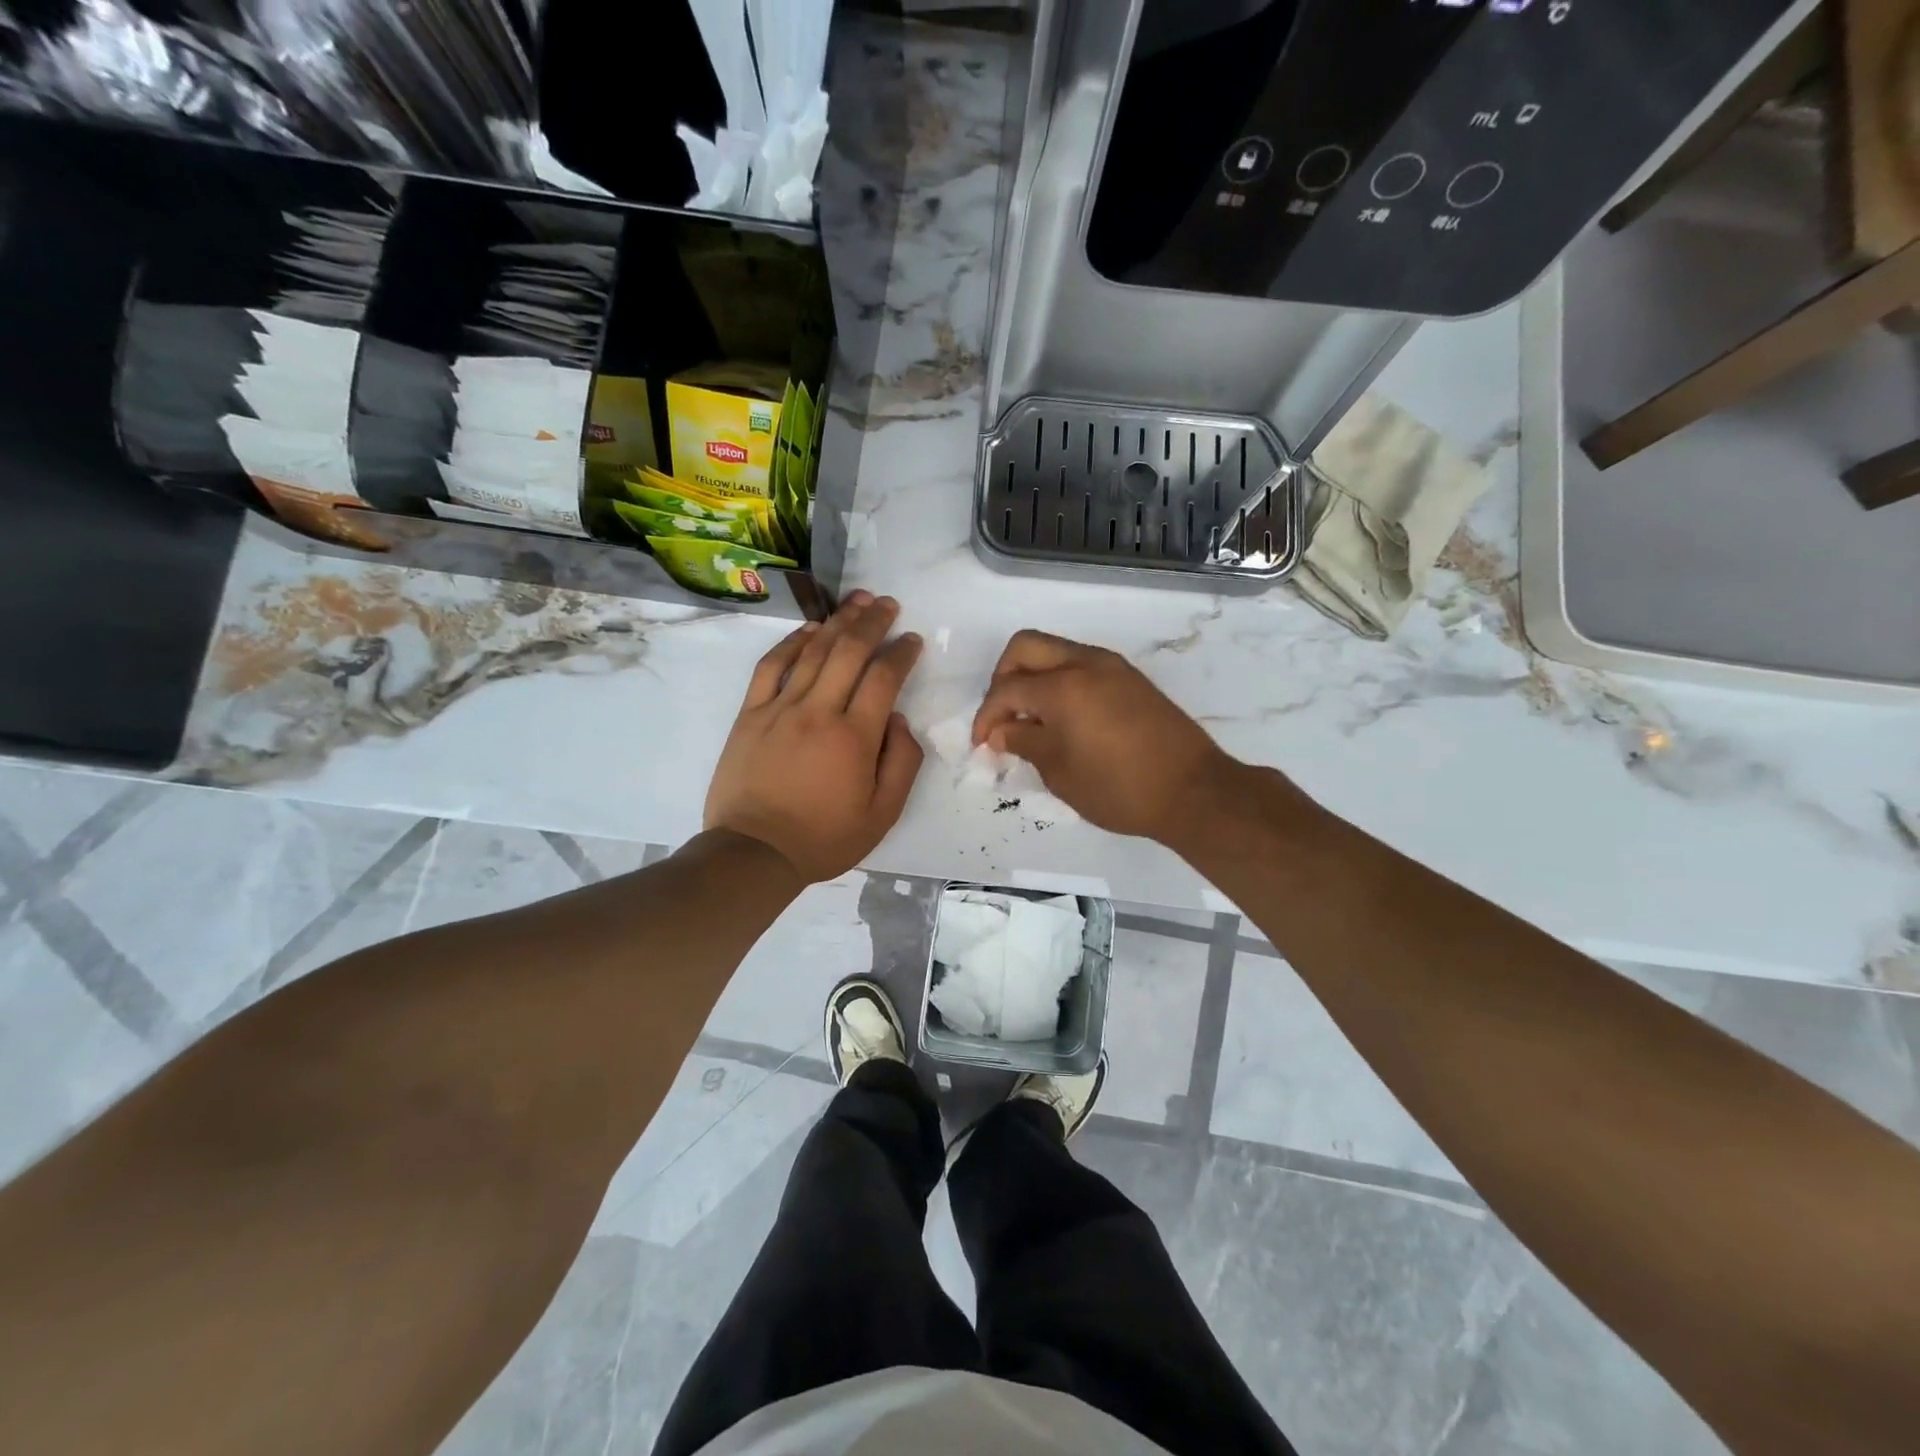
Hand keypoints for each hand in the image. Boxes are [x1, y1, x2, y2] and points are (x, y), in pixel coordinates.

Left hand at [705, 593, 924, 883]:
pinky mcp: (750, 714)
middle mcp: (818, 711)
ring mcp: (780, 708)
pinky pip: (771, 666)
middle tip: (888, 604)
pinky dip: (791, 642)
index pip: (884, 678)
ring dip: (838, 621)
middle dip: (873, 622)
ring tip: (857, 602)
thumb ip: (901, 763)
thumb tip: (897, 719)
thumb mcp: (882, 814)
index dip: (902, 652)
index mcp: (855, 737)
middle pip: (849, 651)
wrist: (754, 853)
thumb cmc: (824, 838)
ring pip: (813, 651)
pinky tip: (808, 628)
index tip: (912, 639)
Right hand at [971, 630, 1238, 843]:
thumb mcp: (1060, 772)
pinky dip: (1061, 682)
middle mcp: (1085, 663)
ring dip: (1034, 677)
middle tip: (1003, 717)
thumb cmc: (1119, 788)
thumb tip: (1000, 731)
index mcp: (1063, 686)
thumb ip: (1024, 743)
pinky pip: (1081, 665)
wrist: (1193, 791)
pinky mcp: (1130, 678)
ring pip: (1055, 651)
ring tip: (1032, 720)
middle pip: (1025, 647)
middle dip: (1003, 678)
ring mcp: (1112, 666)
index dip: (986, 716)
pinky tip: (1063, 719)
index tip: (982, 744)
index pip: (1007, 688)